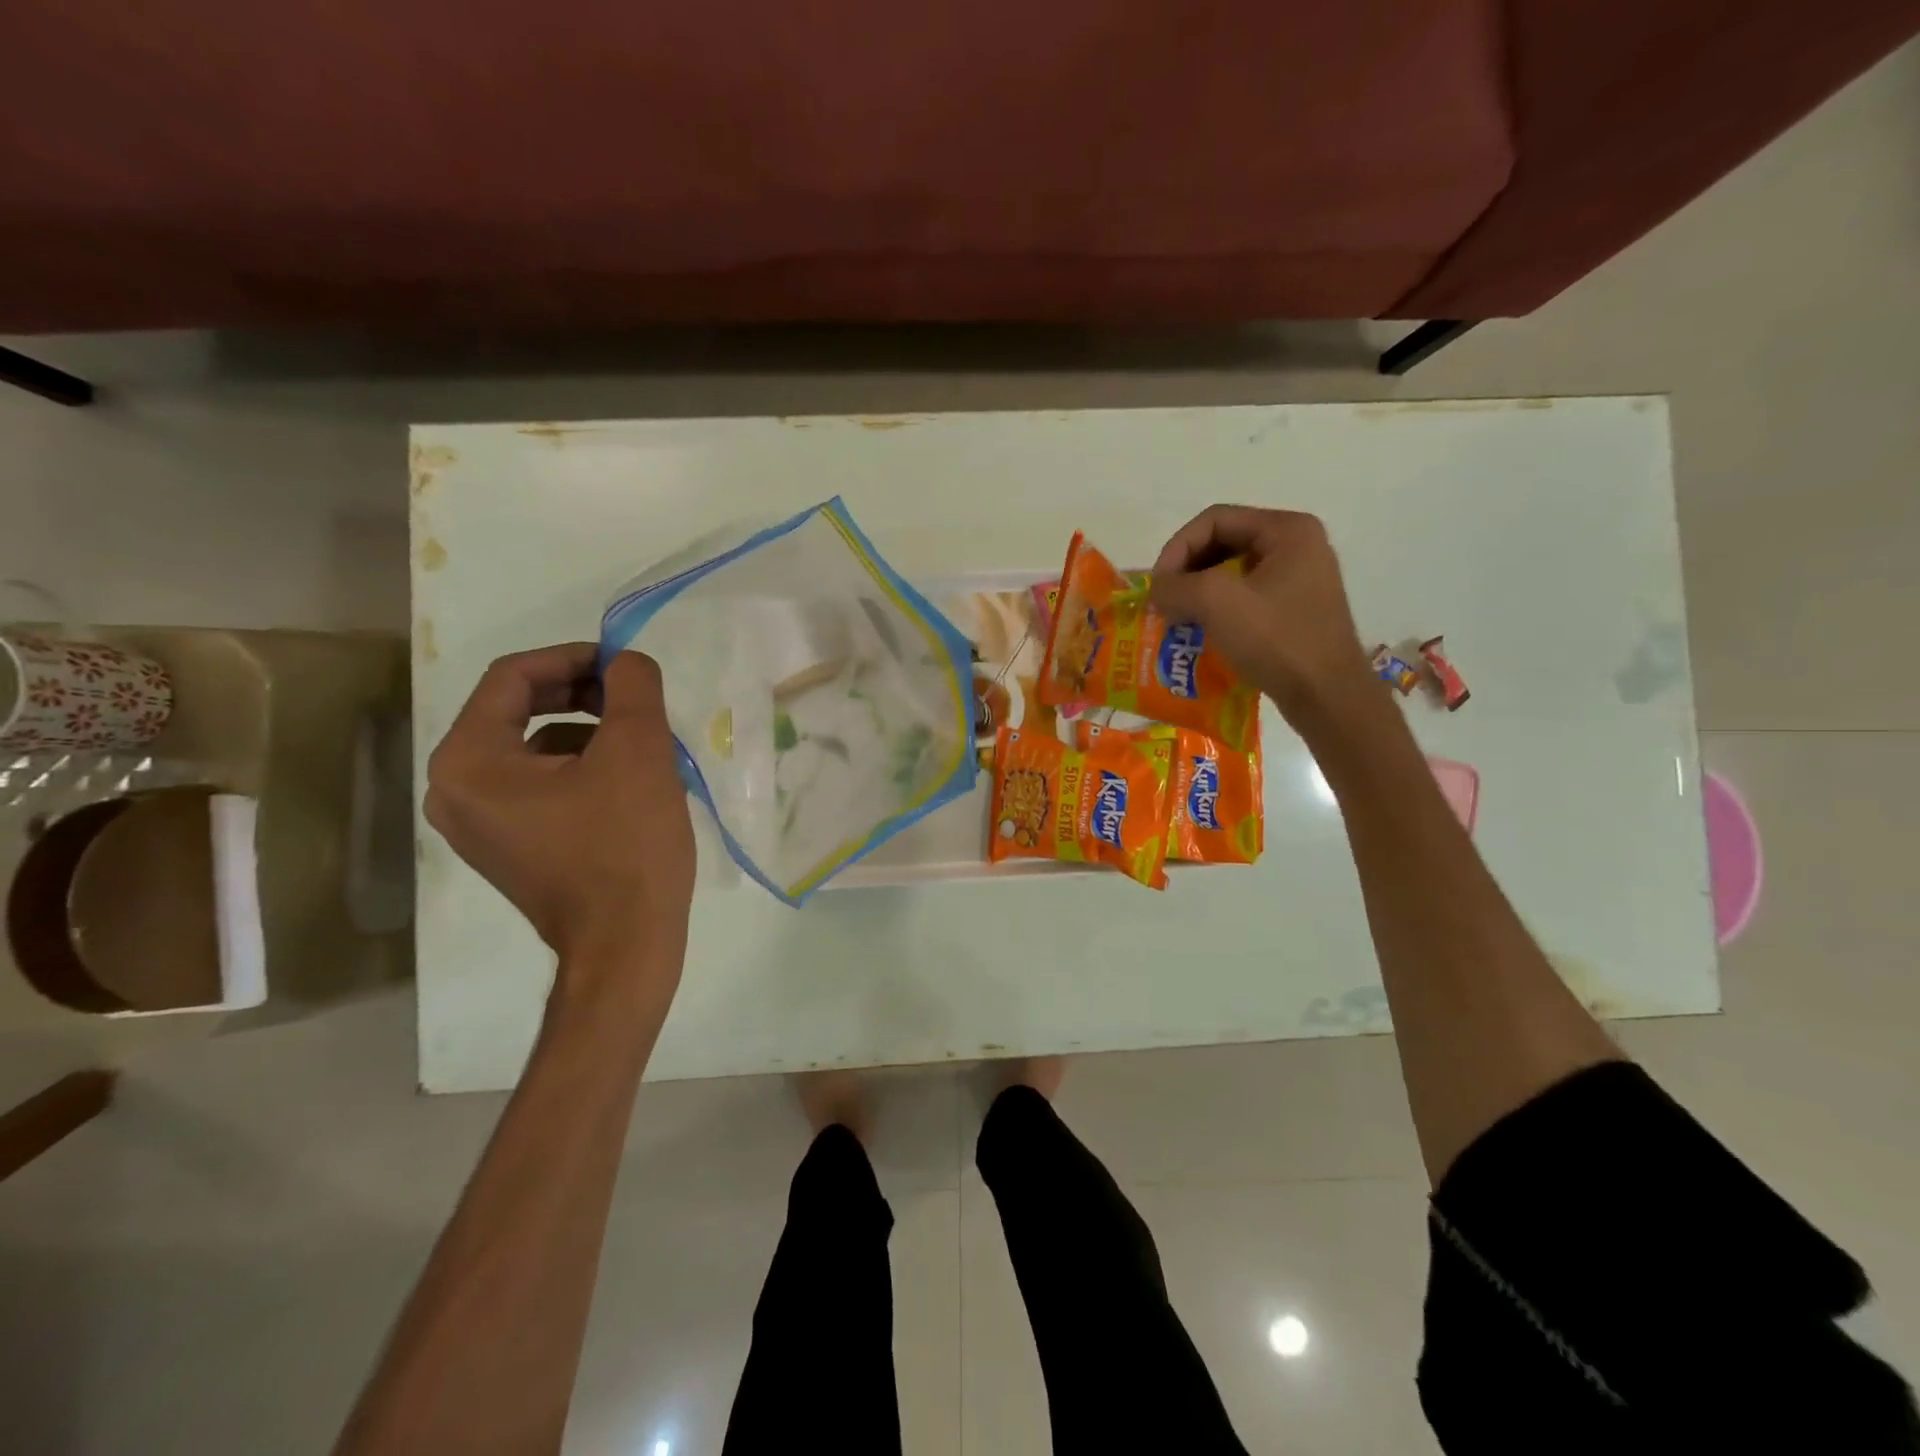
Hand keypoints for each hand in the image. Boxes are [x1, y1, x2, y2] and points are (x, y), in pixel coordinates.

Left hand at [425, 644, 695, 994]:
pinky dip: (581, 767)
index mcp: (469, 761)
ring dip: (588, 731)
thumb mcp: (638, 750)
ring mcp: (477, 823)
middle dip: (581, 694)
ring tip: (642, 743)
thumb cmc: (626, 844)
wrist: (626, 943)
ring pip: (533, 748)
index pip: (514, 678)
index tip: (625, 664)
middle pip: (517, 710)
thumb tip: (625, 661)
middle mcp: (454, 789)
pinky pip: (539, 784)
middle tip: (634, 698)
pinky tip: (629, 782)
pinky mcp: (508, 846)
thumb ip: (631, 686)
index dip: (574, 657)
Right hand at [1150, 505, 1377, 728]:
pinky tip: (1200, 632)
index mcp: (1288, 530)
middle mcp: (1298, 546)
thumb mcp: (1218, 603)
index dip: (1178, 547)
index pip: (1215, 520)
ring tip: (1176, 617)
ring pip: (1231, 573)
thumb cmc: (1277, 640)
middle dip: (1187, 571)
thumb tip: (1157, 590)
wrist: (1327, 697)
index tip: (1158, 585)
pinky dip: (1216, 610)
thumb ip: (1176, 586)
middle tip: (1164, 601)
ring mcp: (1299, 580)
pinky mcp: (1294, 611)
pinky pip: (1245, 598)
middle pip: (1223, 543)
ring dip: (1198, 592)